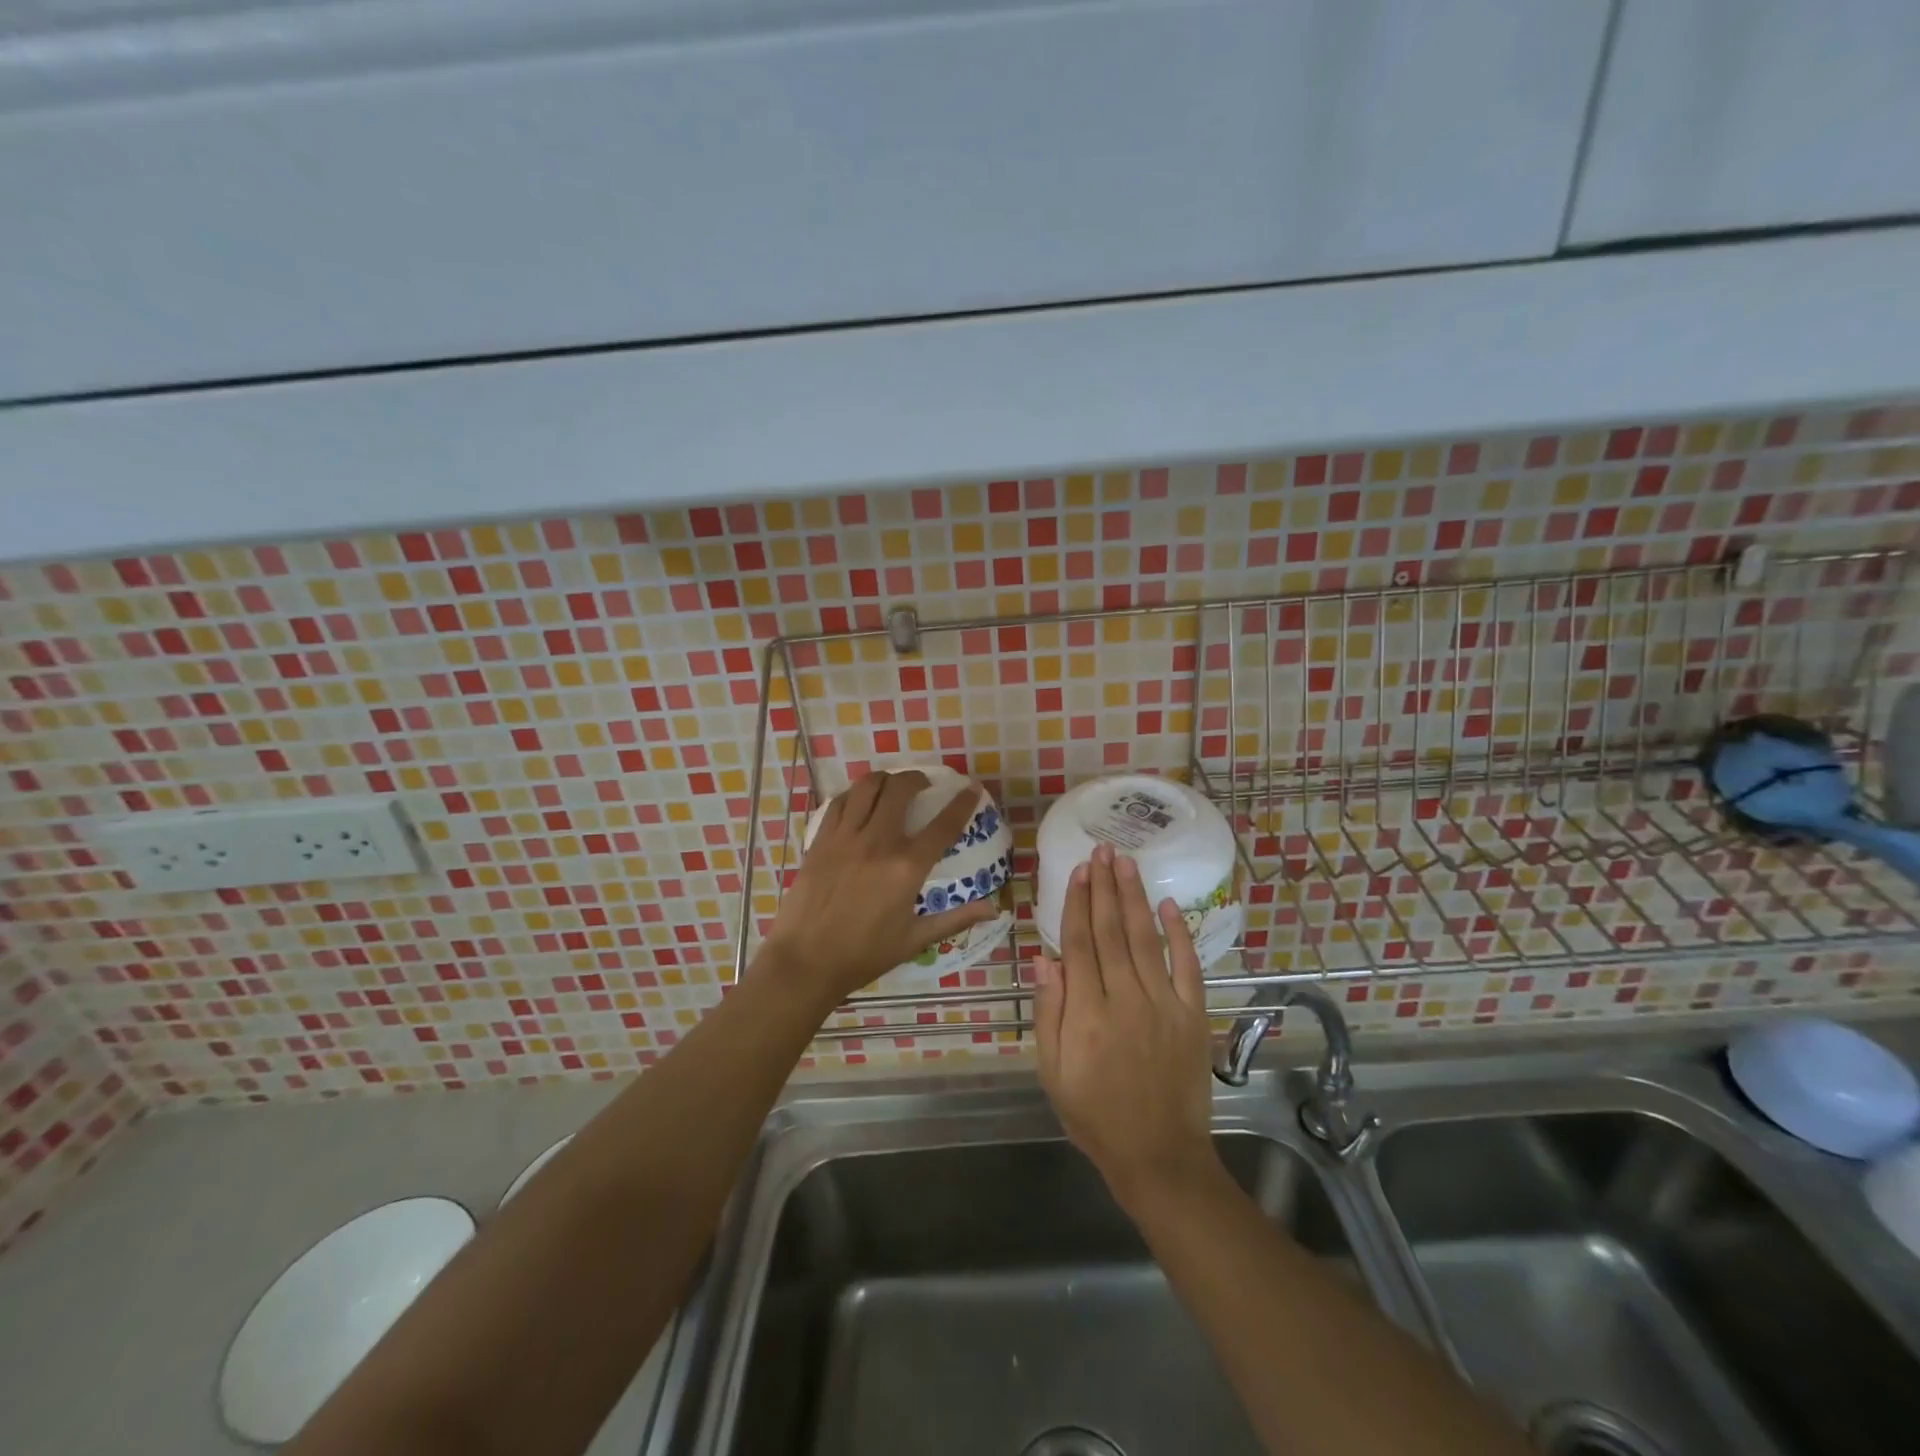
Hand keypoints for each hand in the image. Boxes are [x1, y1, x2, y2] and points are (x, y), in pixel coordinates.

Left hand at [759, 770, 997, 1007]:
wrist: (805, 962)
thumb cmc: (864, 955)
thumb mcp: (915, 939)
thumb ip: (956, 918)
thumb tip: (994, 908)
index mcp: (907, 867)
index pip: (943, 825)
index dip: (961, 803)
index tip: (971, 788)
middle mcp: (878, 842)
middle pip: (900, 790)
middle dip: (916, 779)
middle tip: (923, 784)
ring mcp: (845, 838)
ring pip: (866, 787)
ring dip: (884, 779)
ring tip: (891, 785)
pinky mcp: (820, 841)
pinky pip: (838, 803)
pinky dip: (853, 795)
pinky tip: (858, 802)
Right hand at [1035, 841, 1220, 1207]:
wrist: (1159, 1157)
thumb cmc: (1095, 1116)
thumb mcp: (1053, 1073)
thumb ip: (1050, 1014)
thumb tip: (1045, 959)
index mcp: (1088, 1013)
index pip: (1080, 943)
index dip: (1077, 903)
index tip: (1078, 871)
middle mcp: (1126, 998)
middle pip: (1111, 931)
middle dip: (1105, 887)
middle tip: (1102, 850)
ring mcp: (1164, 1004)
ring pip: (1145, 938)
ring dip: (1134, 897)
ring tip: (1126, 862)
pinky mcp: (1193, 1014)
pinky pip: (1187, 965)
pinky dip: (1180, 933)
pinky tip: (1169, 905)